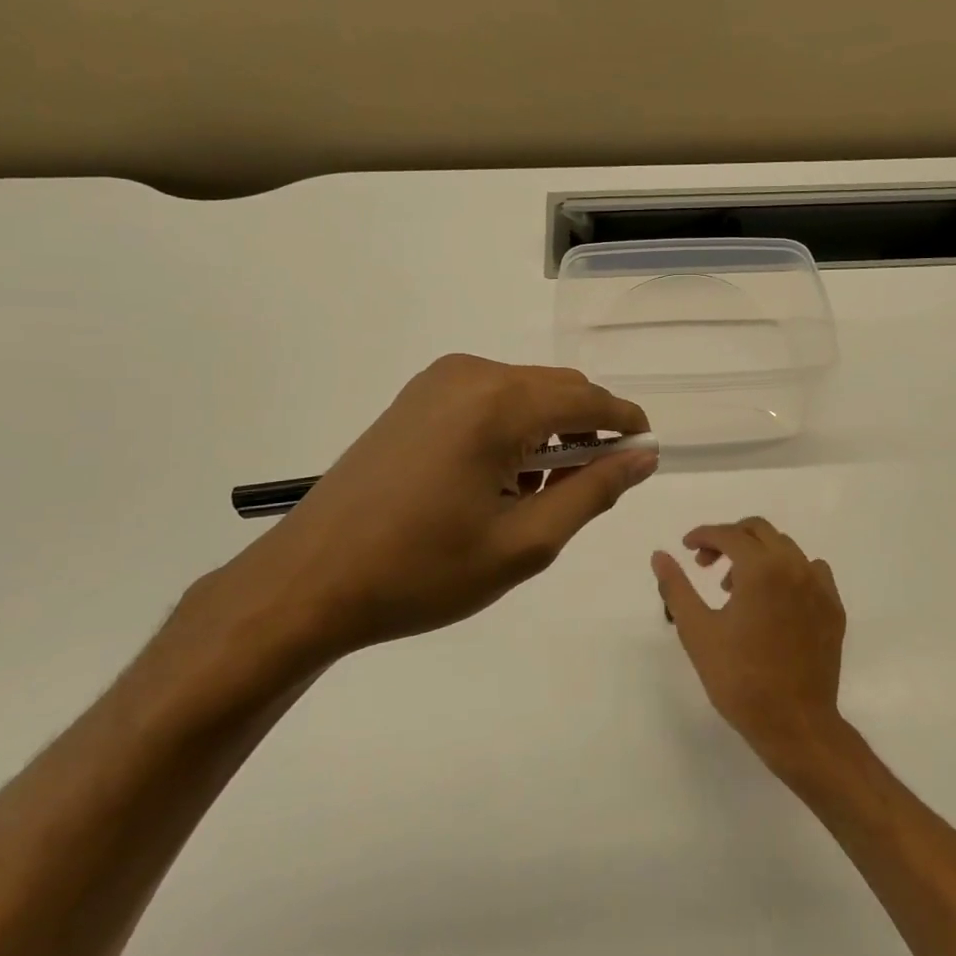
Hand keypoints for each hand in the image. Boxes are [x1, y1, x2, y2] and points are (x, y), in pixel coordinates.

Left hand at [170, 356, 654, 693]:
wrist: (311, 581)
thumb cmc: (424, 570)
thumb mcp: (525, 542)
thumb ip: (593, 491)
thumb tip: (644, 456)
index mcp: (499, 403)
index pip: (589, 398)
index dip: (626, 423)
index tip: (645, 454)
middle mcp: (470, 374)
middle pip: (557, 389)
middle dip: (587, 430)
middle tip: (589, 490)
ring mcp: (436, 383)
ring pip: (523, 394)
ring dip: (547, 432)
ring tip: (538, 496)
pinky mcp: (414, 400)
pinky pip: (487, 401)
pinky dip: (511, 430)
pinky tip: (497, 481)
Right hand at [652, 517, 848, 776]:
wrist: (795, 724)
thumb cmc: (739, 679)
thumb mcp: (697, 631)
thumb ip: (676, 587)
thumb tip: (660, 555)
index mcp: (761, 568)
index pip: (729, 534)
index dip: (703, 535)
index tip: (686, 548)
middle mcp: (795, 567)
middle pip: (760, 531)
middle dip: (729, 539)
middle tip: (705, 565)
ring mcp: (820, 587)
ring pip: (786, 549)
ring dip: (757, 555)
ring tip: (735, 589)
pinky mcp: (834, 608)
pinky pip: (811, 571)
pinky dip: (787, 572)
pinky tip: (773, 600)